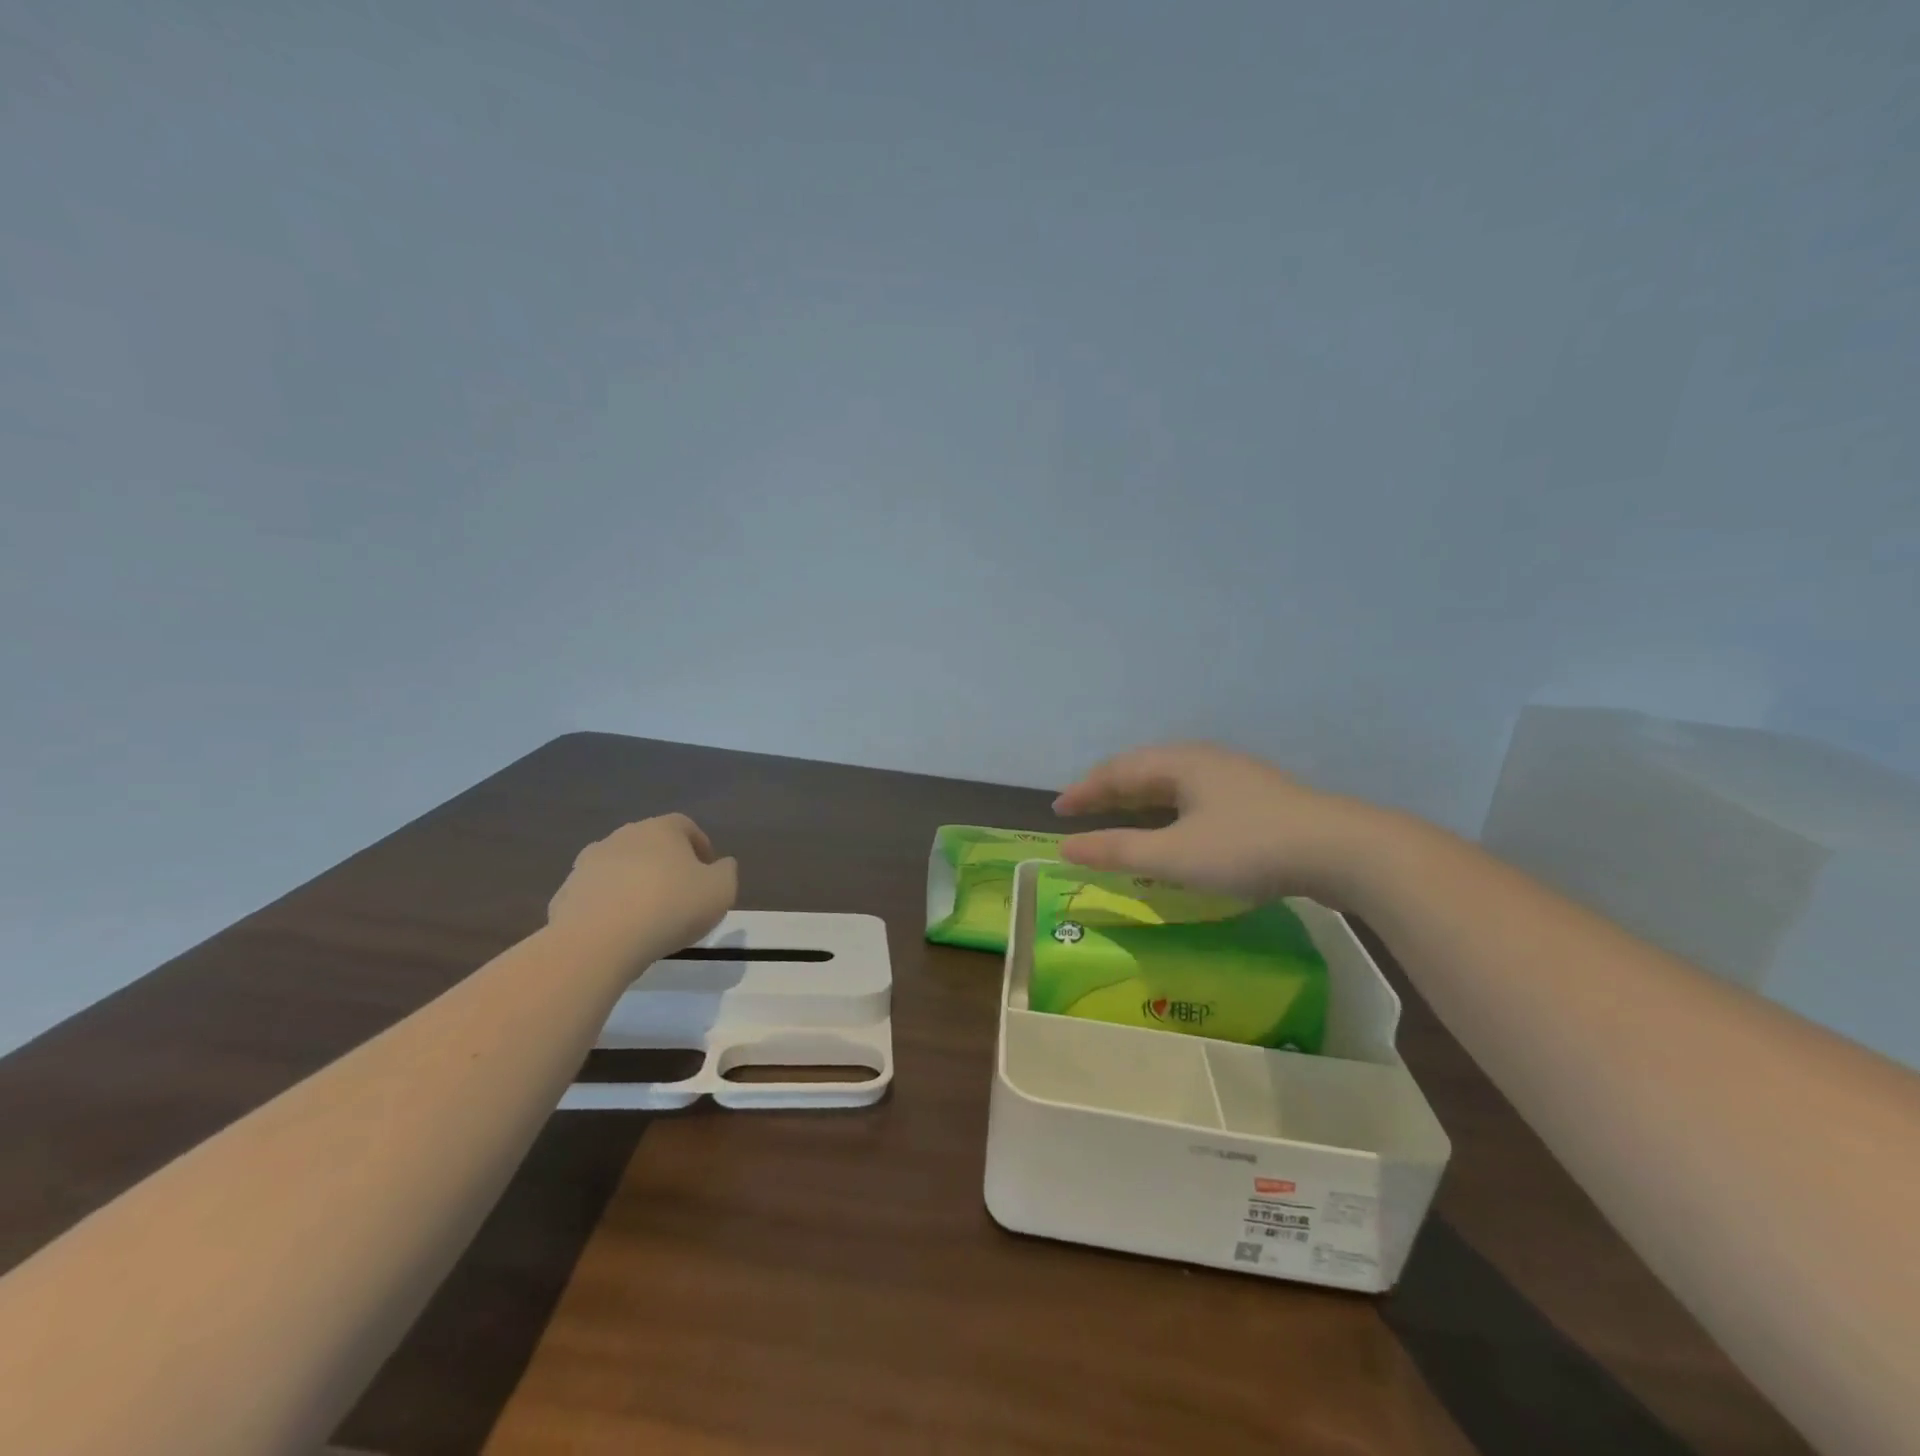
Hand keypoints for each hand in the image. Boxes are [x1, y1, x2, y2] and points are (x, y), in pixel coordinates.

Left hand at [547, 814, 737, 968]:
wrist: (597, 942)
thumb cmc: (670, 908)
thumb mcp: (721, 890)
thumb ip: (726, 872)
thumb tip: (721, 865)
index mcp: (661, 829)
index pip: (686, 826)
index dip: (700, 846)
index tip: (709, 872)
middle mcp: (622, 837)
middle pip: (650, 844)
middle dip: (666, 864)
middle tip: (680, 894)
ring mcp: (588, 864)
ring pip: (620, 868)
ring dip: (634, 884)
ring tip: (647, 916)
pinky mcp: (565, 894)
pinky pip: (595, 896)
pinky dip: (608, 907)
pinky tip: (619, 932)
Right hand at [1052, 743, 1384, 905]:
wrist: (1340, 850)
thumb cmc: (1247, 848)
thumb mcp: (1174, 855)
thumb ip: (1117, 850)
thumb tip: (1065, 847)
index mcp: (1180, 763)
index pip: (1117, 771)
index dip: (1084, 791)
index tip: (1058, 811)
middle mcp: (1204, 760)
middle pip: (1144, 771)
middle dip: (1109, 792)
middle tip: (1082, 813)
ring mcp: (1234, 778)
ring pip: (1172, 784)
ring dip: (1140, 802)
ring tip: (1121, 819)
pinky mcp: (1256, 799)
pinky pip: (1194, 797)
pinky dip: (1168, 812)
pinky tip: (1175, 830)